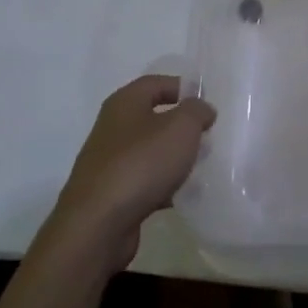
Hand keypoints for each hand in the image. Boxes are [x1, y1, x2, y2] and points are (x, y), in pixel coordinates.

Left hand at [40, 75, 215, 275]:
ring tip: (201, 166)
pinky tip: (182, 196)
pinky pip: (144, 180)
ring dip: (175, 157)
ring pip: (150, 151)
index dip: (184, 88)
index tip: (209, 105)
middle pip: (153, 117)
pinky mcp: (111, 193)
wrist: (98, 224)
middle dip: (183, 126)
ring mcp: (109, 162)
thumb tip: (201, 109)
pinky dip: (164, 185)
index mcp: (124, 103)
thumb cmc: (142, 164)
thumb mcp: (181, 128)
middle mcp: (113, 128)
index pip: (156, 83)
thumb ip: (197, 111)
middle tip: (209, 136)